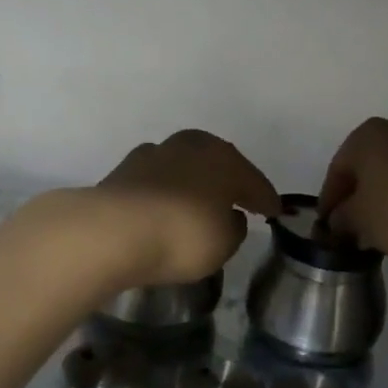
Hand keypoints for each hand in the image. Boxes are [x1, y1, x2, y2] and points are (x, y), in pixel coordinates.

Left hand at [90, 130, 280, 287]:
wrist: (111, 231)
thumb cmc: (182, 235)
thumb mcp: (224, 242)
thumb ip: (235, 227)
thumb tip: (231, 216)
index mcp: (224, 158)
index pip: (254, 181)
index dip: (266, 199)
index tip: (275, 212)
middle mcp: (192, 145)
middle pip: (219, 164)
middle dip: (230, 182)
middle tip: (240, 201)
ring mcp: (155, 153)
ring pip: (186, 167)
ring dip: (195, 182)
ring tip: (200, 203)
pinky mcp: (124, 169)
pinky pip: (159, 180)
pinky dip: (167, 190)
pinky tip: (167, 205)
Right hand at [318, 118, 387, 260]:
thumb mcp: (359, 220)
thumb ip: (341, 220)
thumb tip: (337, 222)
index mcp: (364, 137)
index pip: (335, 172)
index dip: (328, 204)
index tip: (326, 230)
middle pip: (363, 172)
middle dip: (355, 202)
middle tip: (350, 233)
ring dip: (379, 205)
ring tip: (377, 235)